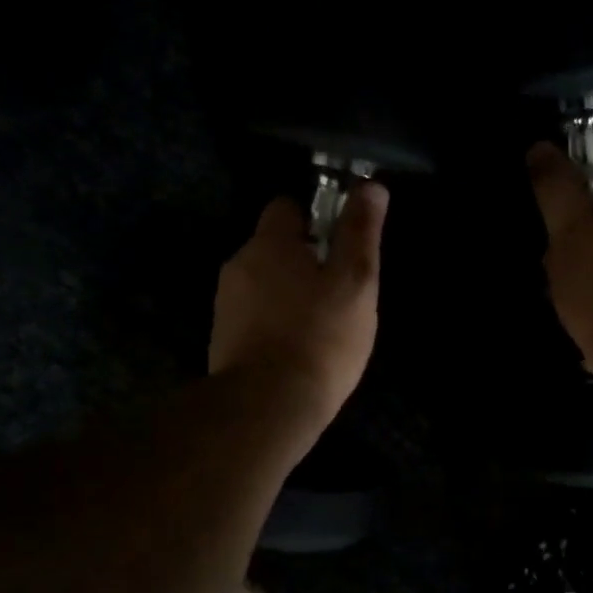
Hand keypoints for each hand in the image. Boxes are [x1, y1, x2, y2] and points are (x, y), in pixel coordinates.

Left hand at [209, 184, 386, 430]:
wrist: (268, 406)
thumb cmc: (320, 337)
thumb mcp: (354, 282)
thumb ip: (360, 233)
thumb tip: (370, 186)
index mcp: (268, 243)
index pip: (286, 207)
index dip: (315, 220)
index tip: (338, 248)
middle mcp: (238, 265)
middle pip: (274, 248)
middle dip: (304, 262)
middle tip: (338, 294)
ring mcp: (225, 305)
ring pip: (265, 285)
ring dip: (289, 295)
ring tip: (321, 328)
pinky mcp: (222, 340)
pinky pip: (255, 317)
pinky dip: (275, 324)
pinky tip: (298, 351)